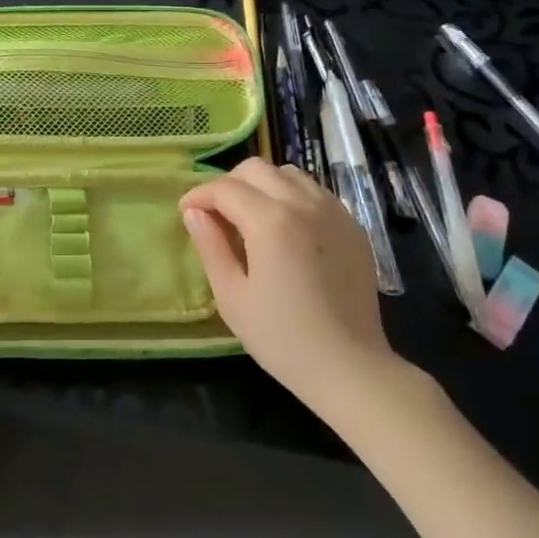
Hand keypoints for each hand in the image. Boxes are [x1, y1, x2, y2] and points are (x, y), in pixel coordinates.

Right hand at [180, 159, 399, 412]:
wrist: (350, 368)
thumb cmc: (282, 338)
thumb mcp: (232, 296)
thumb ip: (210, 246)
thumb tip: (193, 212)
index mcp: (271, 221)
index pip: (225, 188)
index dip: (199, 195)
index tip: (186, 211)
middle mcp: (304, 204)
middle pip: (256, 169)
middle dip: (228, 183)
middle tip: (216, 212)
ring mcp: (334, 212)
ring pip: (288, 174)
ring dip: (262, 185)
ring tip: (250, 216)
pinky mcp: (353, 226)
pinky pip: (315, 192)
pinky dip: (291, 196)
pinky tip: (285, 227)